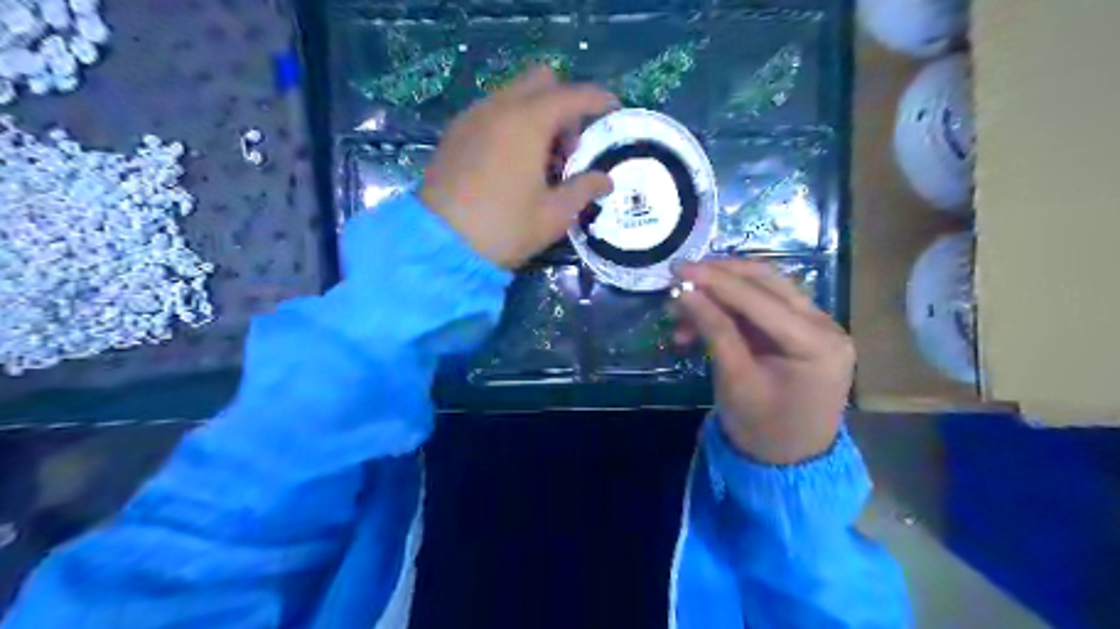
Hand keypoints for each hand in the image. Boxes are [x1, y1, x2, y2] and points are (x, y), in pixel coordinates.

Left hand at [421, 66, 615, 266]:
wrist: (440, 245)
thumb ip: (583, 190)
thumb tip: (605, 180)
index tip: (614, 111)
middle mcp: (499, 108)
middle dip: (564, 104)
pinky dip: (511, 123)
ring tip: (541, 161)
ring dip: (537, 114)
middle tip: (569, 147)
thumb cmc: (504, 228)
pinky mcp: (455, 132)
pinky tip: (512, 162)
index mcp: (528, 122)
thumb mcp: (553, 215)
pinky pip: (492, 111)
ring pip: (514, 95)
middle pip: (541, 81)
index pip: (573, 96)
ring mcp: (473, 117)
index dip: (599, 100)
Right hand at [674, 257, 858, 460]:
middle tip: (680, 275)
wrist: (790, 463)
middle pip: (767, 282)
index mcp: (816, 343)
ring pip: (764, 290)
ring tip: (683, 308)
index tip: (677, 268)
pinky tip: (701, 321)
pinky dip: (731, 310)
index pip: (760, 298)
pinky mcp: (802, 331)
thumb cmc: (763, 429)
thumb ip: (713, 330)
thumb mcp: (735, 380)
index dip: (715, 280)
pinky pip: (763, 308)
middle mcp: (825, 324)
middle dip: (720, 276)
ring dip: (722, 293)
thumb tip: (683, 292)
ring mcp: (817, 326)